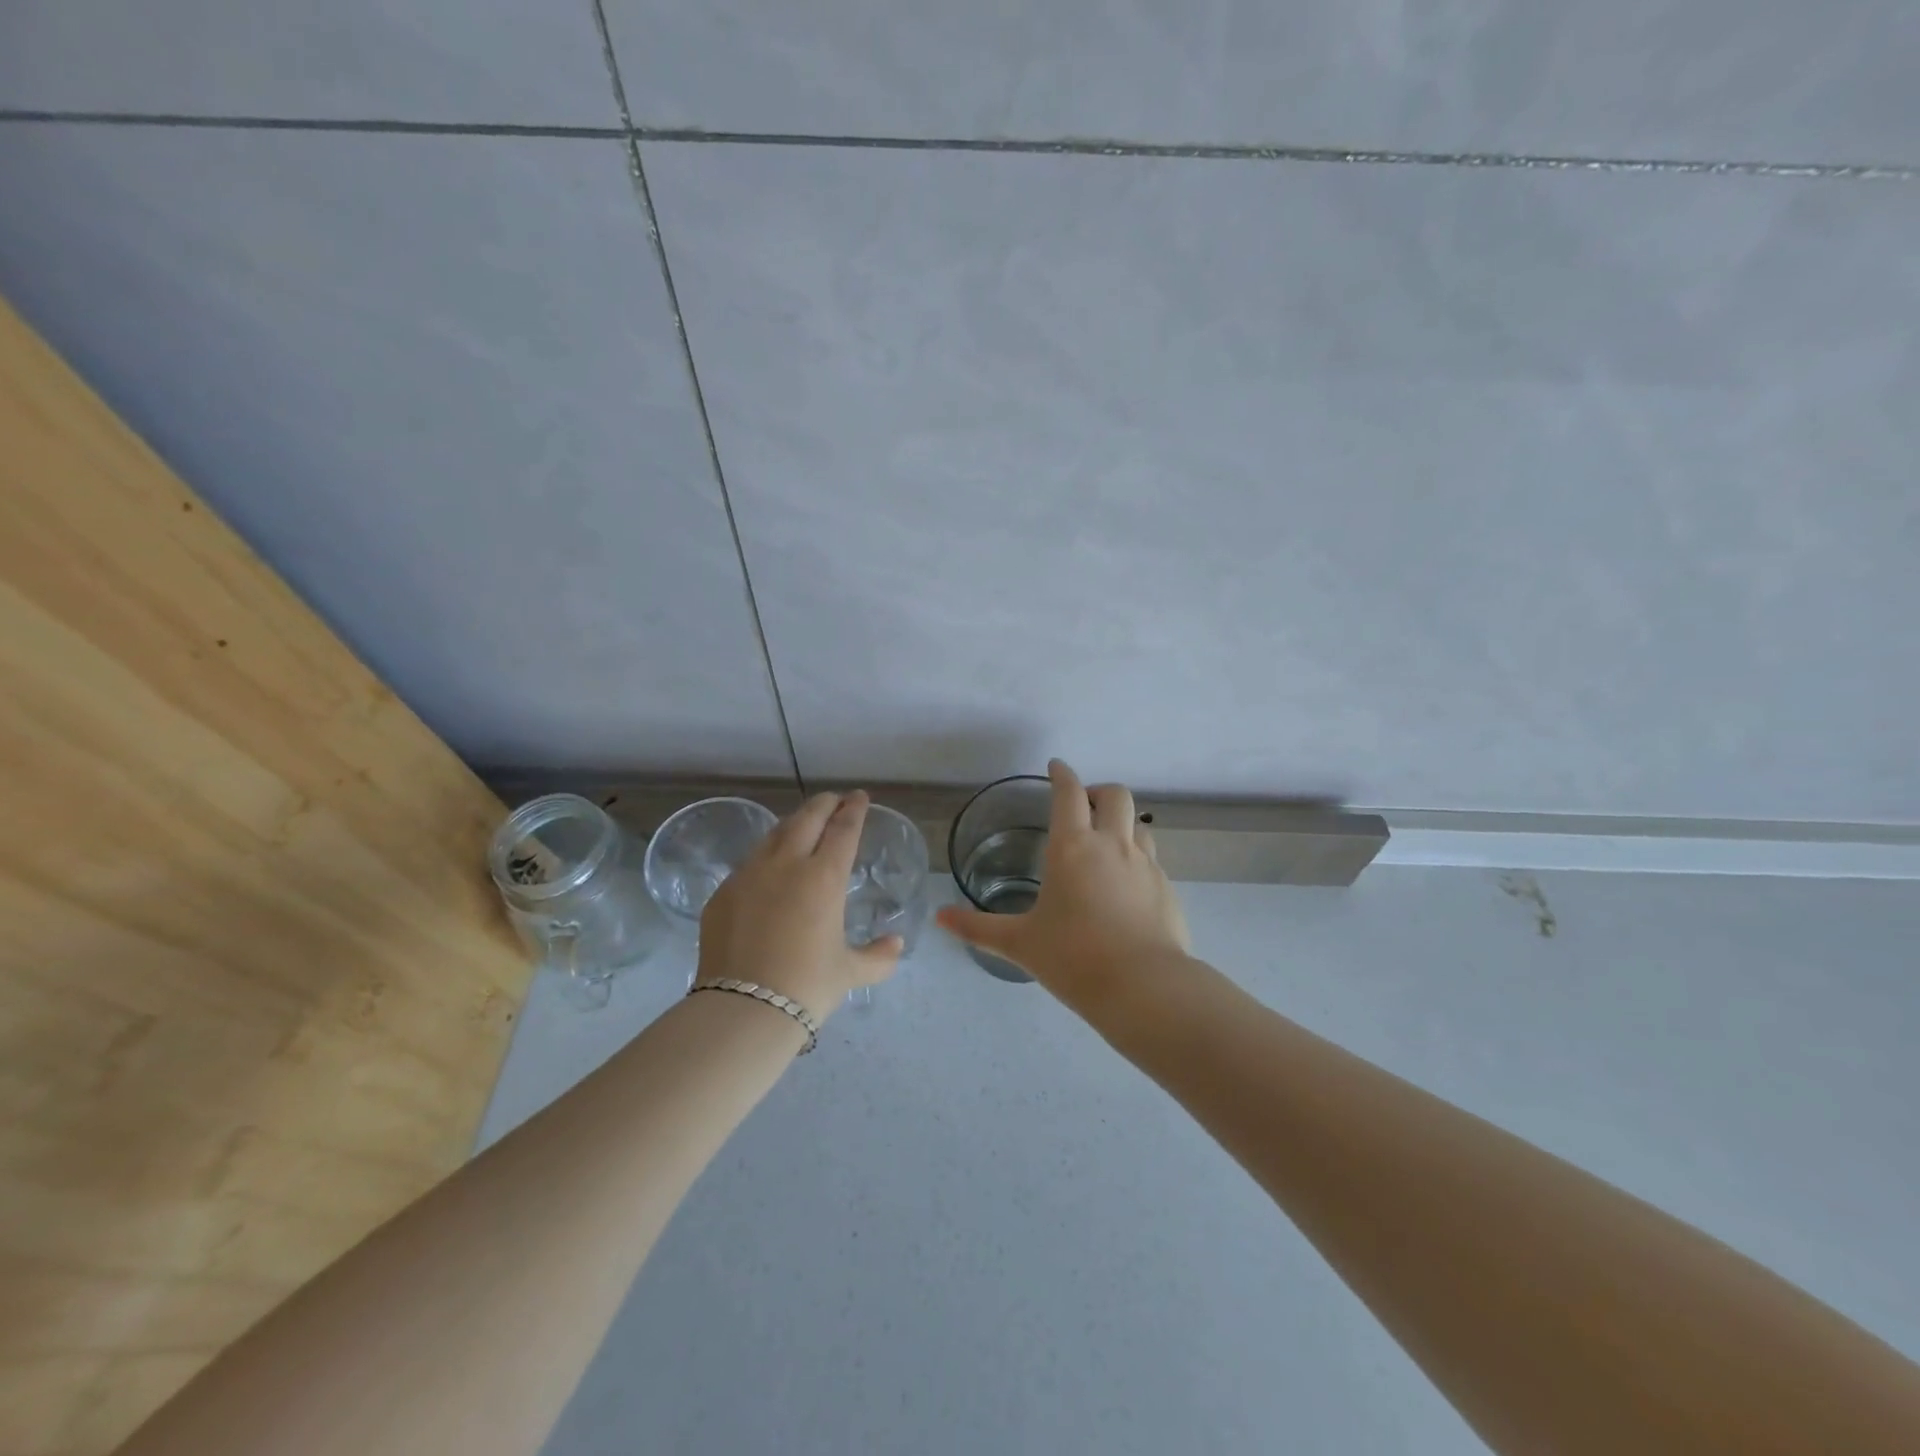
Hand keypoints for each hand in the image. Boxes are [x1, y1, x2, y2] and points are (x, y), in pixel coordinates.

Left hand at [698, 790, 901, 1021]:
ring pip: (774, 835)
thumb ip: (878, 956)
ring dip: (793, 824)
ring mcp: (749, 875)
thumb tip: (896, 944)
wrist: (742, 1009)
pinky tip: (768, 869)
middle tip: (834, 800)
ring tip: (803, 825)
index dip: (854, 809)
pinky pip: (749, 863)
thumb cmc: (807, 987)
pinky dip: (766, 856)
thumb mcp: (849, 973)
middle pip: (807, 818)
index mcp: (823, 877)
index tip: (859, 797)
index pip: (843, 830)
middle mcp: (786, 865)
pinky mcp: (722, 893)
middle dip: (824, 804)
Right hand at [936, 759, 1191, 1002]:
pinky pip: (1152, 860)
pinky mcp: (1167, 889)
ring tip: (1106, 845)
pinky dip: (1137, 860)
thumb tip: (939, 918)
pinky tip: (1126, 888)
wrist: (1144, 988)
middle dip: (1098, 791)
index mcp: (1073, 848)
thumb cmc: (1073, 958)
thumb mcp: (1019, 943)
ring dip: (1121, 824)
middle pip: (1115, 795)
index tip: (1056, 767)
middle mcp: (1112, 846)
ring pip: (1139, 825)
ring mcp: (1146, 866)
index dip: (1062, 774)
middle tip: (1084, 806)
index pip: (1069, 793)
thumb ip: (978, 927)